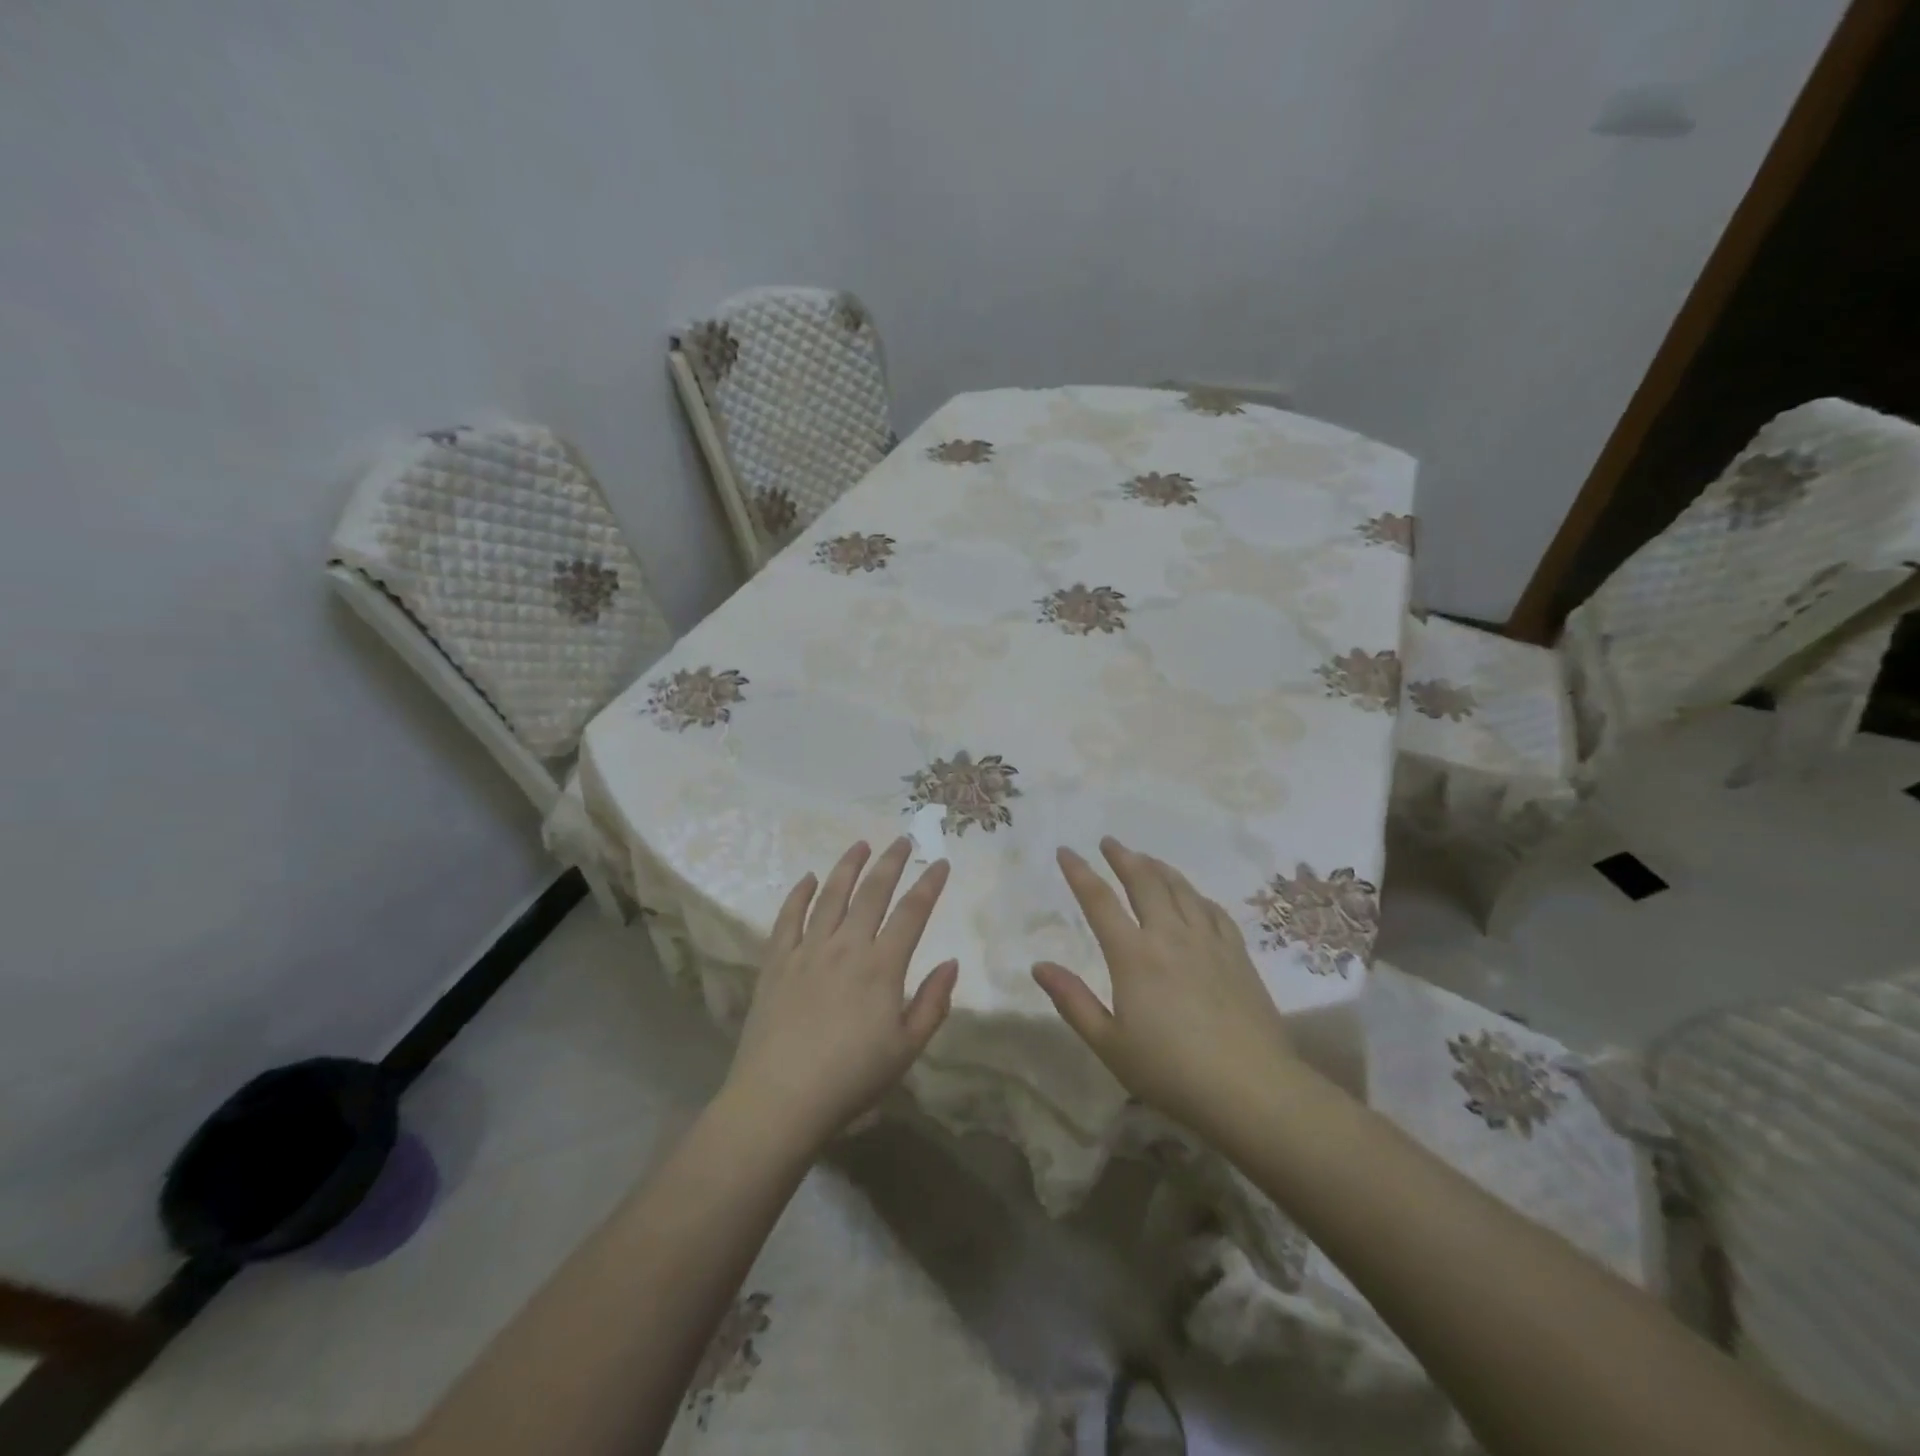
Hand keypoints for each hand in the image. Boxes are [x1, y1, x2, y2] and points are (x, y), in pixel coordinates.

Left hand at [724, 838, 957, 1147]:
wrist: (780, 1099)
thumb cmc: (851, 1079)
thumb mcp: (907, 1049)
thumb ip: (933, 1003)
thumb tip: (950, 962)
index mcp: (882, 966)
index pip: (912, 912)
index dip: (929, 884)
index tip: (940, 863)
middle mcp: (846, 946)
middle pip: (872, 892)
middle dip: (890, 862)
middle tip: (902, 840)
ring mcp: (807, 950)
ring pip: (830, 895)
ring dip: (847, 867)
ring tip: (860, 845)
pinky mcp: (776, 962)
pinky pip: (787, 918)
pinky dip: (798, 894)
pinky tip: (807, 879)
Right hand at [1032, 838, 1299, 1138]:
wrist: (1251, 1089)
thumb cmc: (1171, 1072)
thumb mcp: (1109, 1044)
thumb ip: (1073, 1001)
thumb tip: (1039, 966)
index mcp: (1133, 955)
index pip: (1099, 900)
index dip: (1079, 872)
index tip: (1066, 851)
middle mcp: (1170, 936)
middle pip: (1144, 882)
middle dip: (1123, 858)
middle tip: (1109, 842)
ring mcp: (1208, 942)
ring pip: (1181, 889)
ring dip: (1158, 868)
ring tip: (1146, 858)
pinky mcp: (1238, 954)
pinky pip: (1213, 910)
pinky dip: (1196, 895)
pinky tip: (1193, 896)